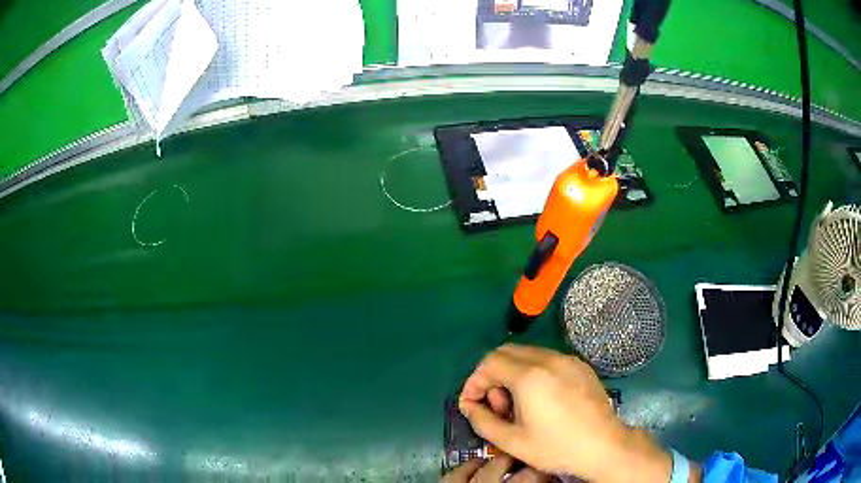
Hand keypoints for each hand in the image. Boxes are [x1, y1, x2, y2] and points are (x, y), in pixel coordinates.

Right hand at [458, 344, 671, 482]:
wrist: (603, 446)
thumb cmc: (556, 447)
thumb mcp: (511, 441)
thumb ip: (482, 420)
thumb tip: (468, 406)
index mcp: (529, 376)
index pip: (489, 363)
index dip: (474, 382)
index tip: (472, 403)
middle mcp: (548, 359)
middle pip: (506, 352)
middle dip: (492, 375)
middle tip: (497, 405)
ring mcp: (567, 359)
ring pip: (527, 353)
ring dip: (512, 373)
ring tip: (518, 404)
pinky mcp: (580, 365)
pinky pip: (547, 359)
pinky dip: (533, 372)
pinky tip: (540, 398)